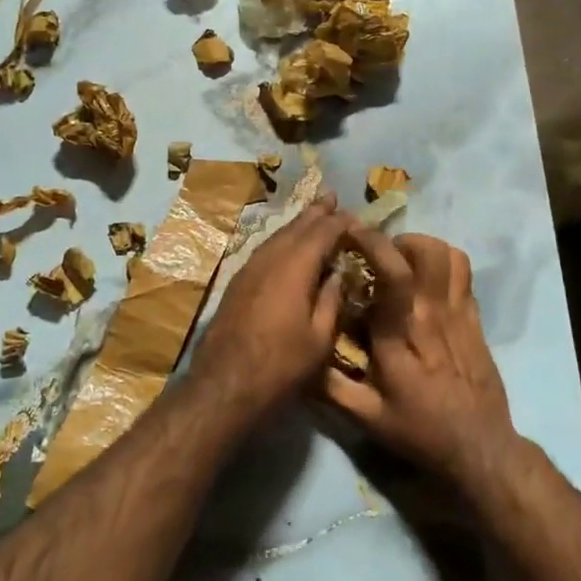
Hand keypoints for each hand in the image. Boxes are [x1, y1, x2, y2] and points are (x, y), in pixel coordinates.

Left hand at [194, 195, 353, 406]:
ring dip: (297, 224)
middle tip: (331, 196)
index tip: (356, 217)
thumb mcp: (319, 338)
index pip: (322, 233)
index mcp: (294, 267)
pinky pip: (265, 250)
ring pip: (277, 236)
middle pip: (295, 227)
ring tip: (313, 214)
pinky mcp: (237, 282)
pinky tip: (287, 246)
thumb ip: (331, 300)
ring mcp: (249, 269)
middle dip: (315, 212)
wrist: (224, 384)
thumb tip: (338, 272)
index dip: (340, 222)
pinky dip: (281, 241)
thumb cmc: (280, 365)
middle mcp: (270, 259)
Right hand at [321, 230, 519, 494]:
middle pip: (425, 252)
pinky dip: (443, 262)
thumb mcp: (367, 417)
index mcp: (401, 335)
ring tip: (401, 262)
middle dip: (396, 241)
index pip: (392, 274)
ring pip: (448, 255)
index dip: (372, 244)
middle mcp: (432, 315)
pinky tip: (426, 280)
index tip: (350, 232)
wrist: (479, 448)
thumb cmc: (420, 431)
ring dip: (421, 247)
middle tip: (375, 255)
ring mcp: (459, 314)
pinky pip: (464, 273)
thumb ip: (331, 387)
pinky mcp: (476, 319)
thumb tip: (298, 358)